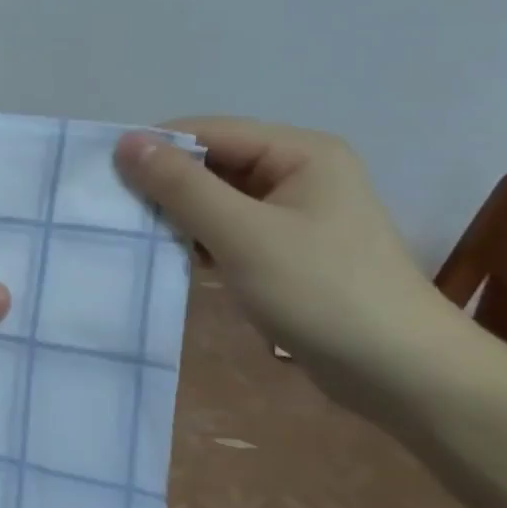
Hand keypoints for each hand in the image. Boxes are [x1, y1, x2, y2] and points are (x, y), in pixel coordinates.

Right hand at [114, 118, 464, 413]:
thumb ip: (181, 186)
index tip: (103, 176)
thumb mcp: (242, 234)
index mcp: (299, 152)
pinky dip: (198, 238)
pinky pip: (228, 228)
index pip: (208, 131)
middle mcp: (298, 172)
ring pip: (216, 198)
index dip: (155, 148)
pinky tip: (172, 257)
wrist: (403, 376)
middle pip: (211, 163)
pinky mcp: (287, 249)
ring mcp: (294, 213)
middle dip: (163, 184)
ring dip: (177, 214)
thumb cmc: (323, 293)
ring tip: (134, 234)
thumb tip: (126, 142)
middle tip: (112, 209)